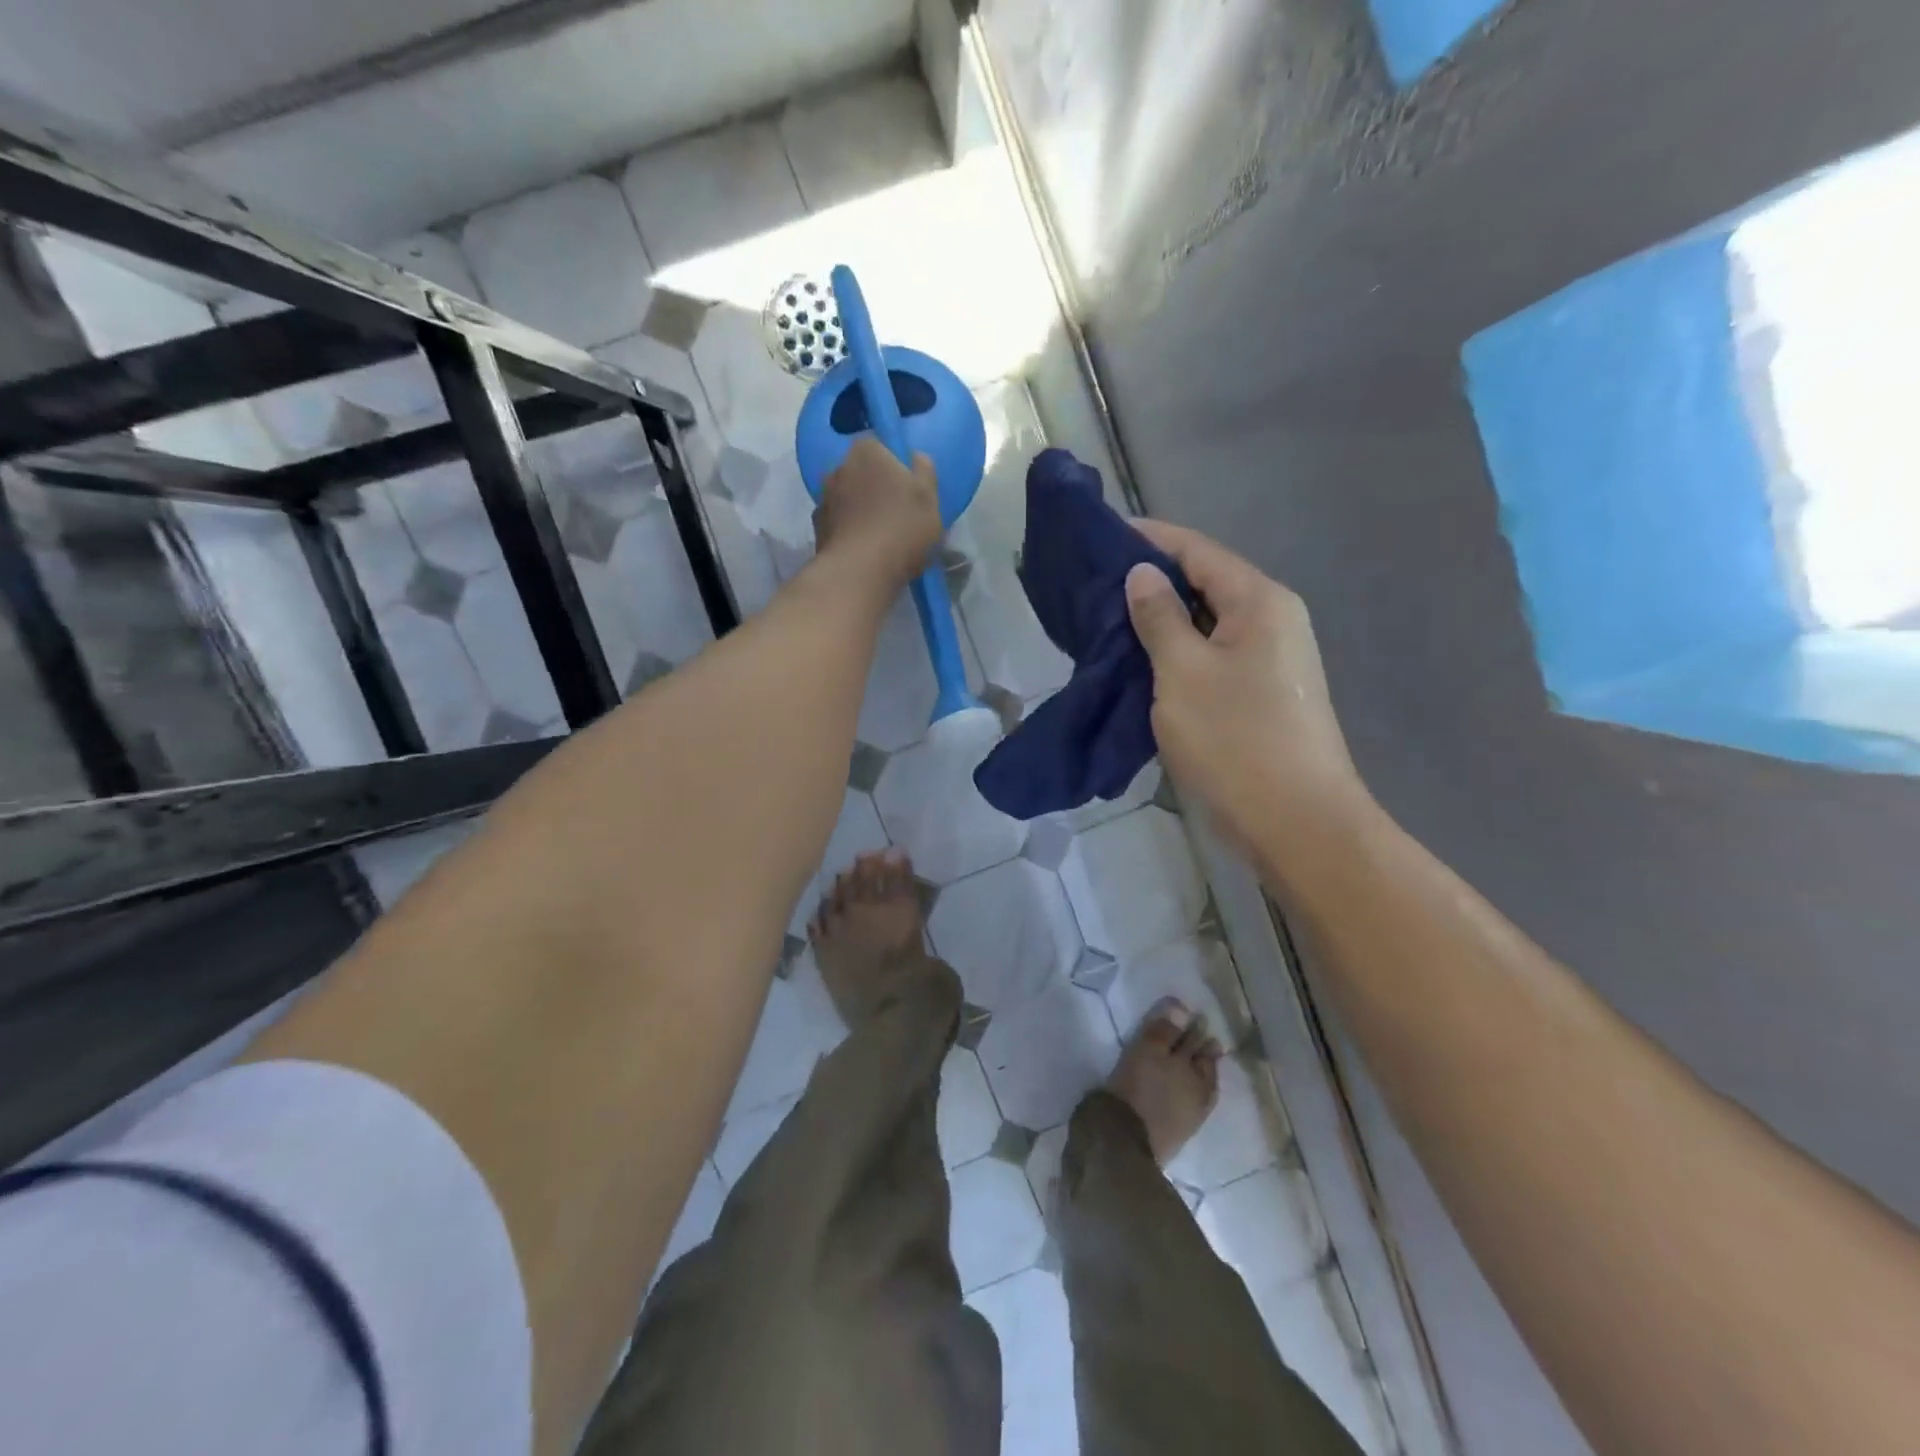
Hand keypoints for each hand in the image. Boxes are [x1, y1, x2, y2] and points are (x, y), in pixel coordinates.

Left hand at [813, 438, 942, 589]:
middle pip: (861, 473)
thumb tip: (915, 457)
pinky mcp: (817, 529)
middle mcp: (838, 467)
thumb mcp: (929, 497)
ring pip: (848, 499)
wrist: (860, 572)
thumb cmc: (902, 528)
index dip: (894, 464)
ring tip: (880, 537)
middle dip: (875, 487)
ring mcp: (823, 498)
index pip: (879, 446)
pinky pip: (839, 523)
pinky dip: (849, 531)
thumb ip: (924, 470)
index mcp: (867, 451)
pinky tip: (864, 551)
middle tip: (897, 513)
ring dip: (860, 510)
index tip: (907, 487)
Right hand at [1126, 520, 1368, 850]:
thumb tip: (1143, 574)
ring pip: (1207, 623)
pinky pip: (1213, 655)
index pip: (1198, 551)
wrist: (1297, 821)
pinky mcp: (1262, 693)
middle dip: (1152, 580)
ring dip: (1162, 620)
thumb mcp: (1183, 672)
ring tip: (1109, 621)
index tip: (1103, 535)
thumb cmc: (1236, 739)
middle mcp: (1273, 620)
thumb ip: (1159, 617)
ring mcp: (1272, 659)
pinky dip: (1177, 652)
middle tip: (1096, 585)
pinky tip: (1142, 662)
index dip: (1150, 538)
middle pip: (1206, 583)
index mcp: (1260, 601)